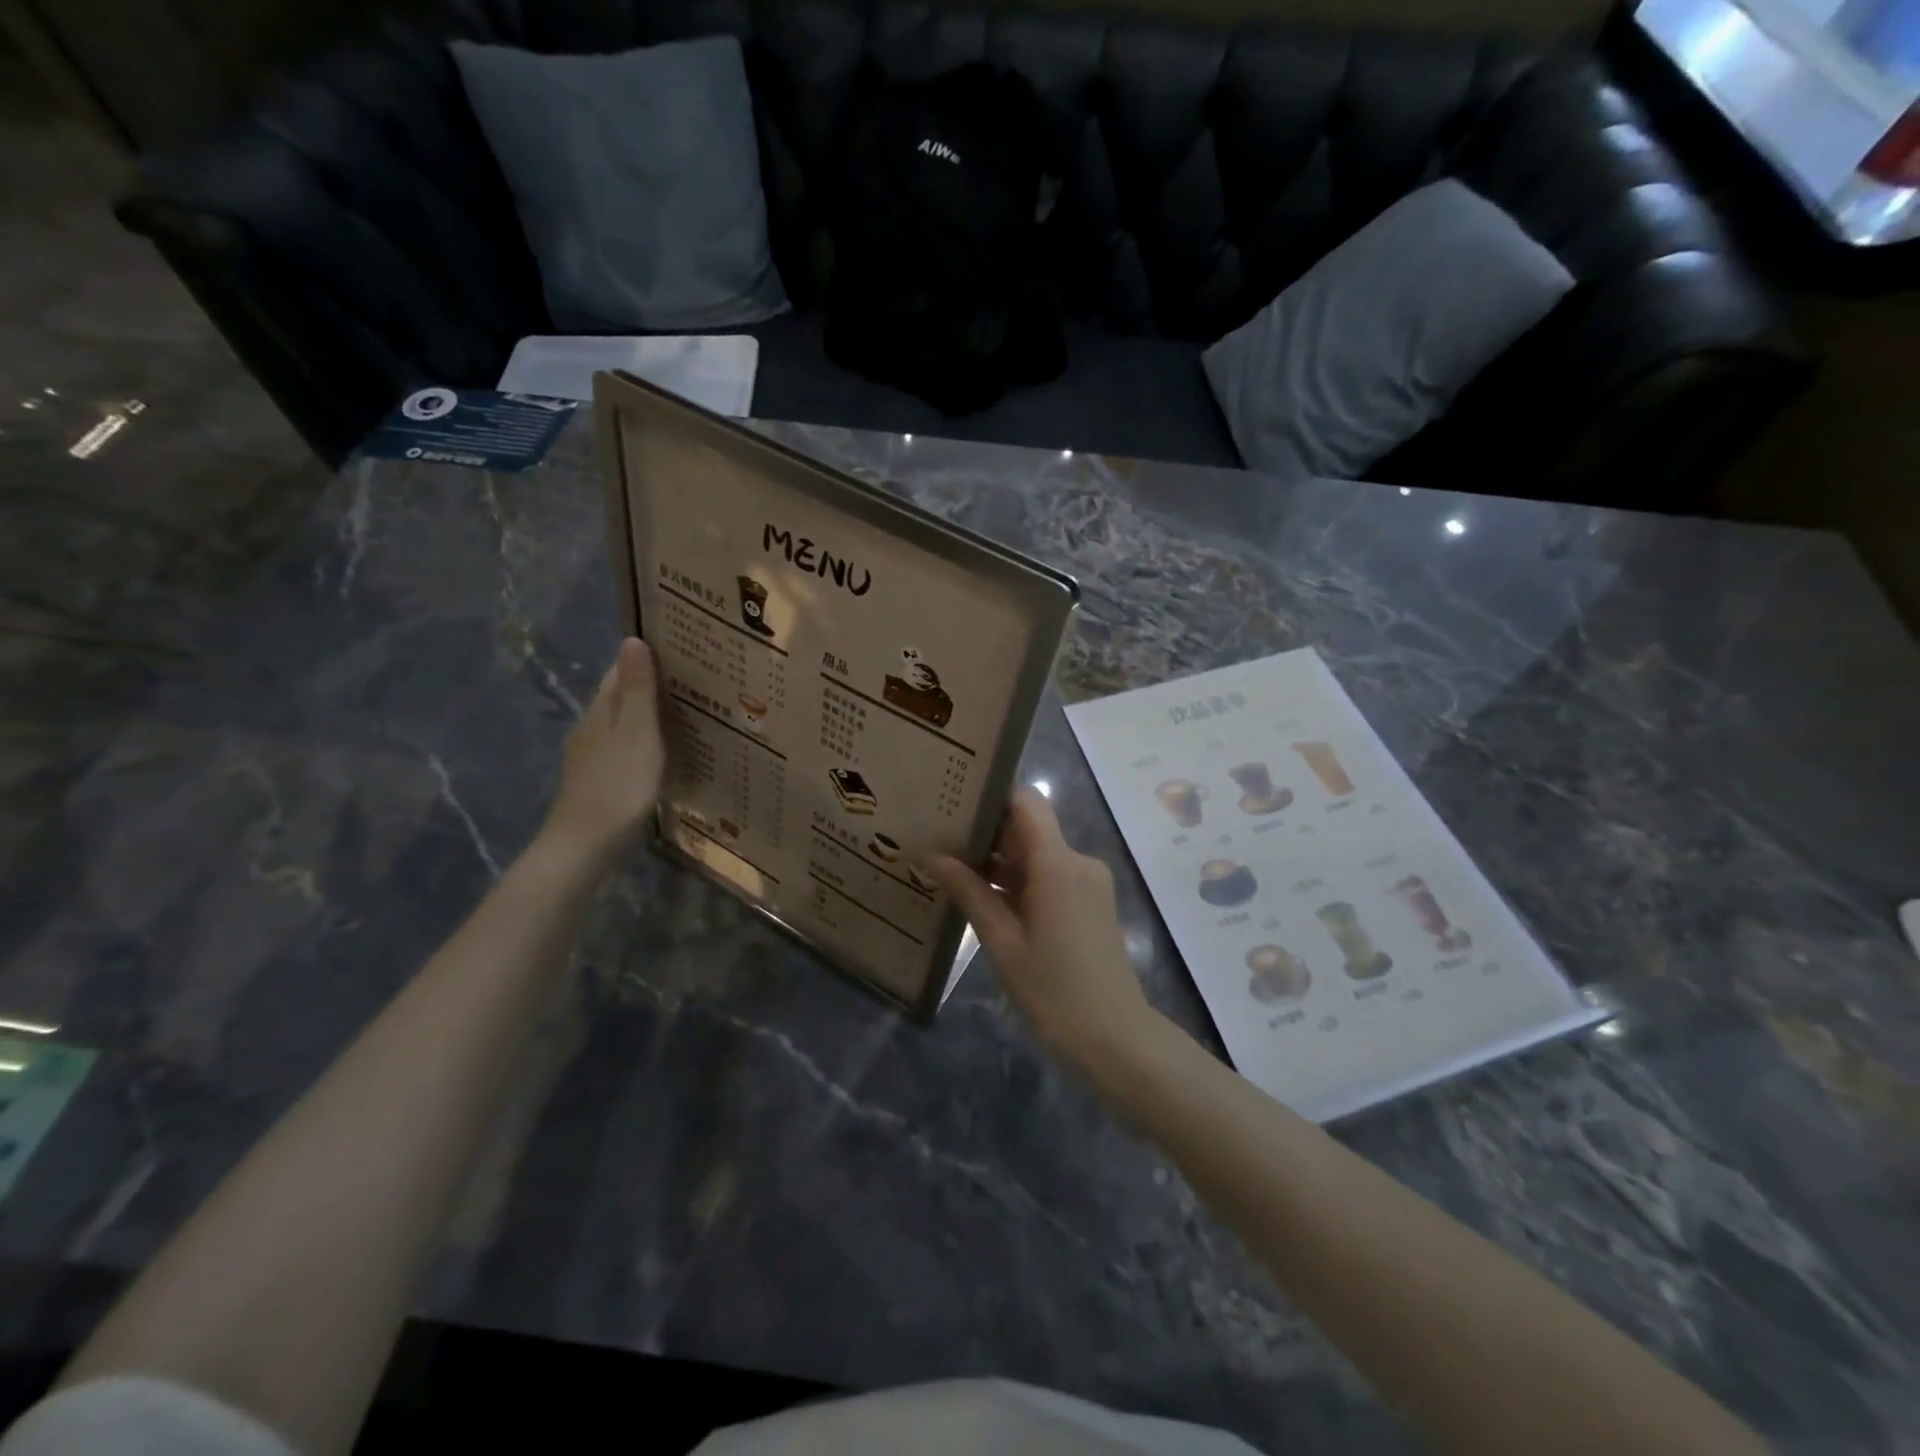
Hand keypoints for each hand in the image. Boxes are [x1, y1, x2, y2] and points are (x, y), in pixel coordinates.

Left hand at [539, 638, 665, 865]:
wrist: (585, 844)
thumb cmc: (619, 784)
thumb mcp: (636, 732)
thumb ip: (637, 689)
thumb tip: (631, 640)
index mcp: (600, 711)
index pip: (618, 672)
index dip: (643, 660)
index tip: (678, 654)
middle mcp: (590, 728)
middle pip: (618, 698)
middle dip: (647, 688)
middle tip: (690, 685)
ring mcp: (590, 757)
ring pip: (620, 725)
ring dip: (645, 717)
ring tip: (683, 717)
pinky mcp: (596, 782)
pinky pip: (622, 750)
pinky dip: (641, 744)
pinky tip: (659, 755)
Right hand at [931, 788, 1159, 1075]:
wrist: (1117, 1040)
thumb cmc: (1055, 992)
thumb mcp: (1003, 943)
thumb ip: (970, 893)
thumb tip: (932, 856)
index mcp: (1058, 864)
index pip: (1026, 802)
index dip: (992, 795)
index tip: (953, 800)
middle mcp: (1078, 862)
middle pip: (1029, 827)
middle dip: (986, 831)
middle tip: (938, 835)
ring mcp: (1088, 882)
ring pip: (1038, 854)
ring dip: (1000, 860)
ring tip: (950, 864)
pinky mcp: (1090, 902)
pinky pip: (1050, 876)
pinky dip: (1020, 881)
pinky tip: (984, 895)